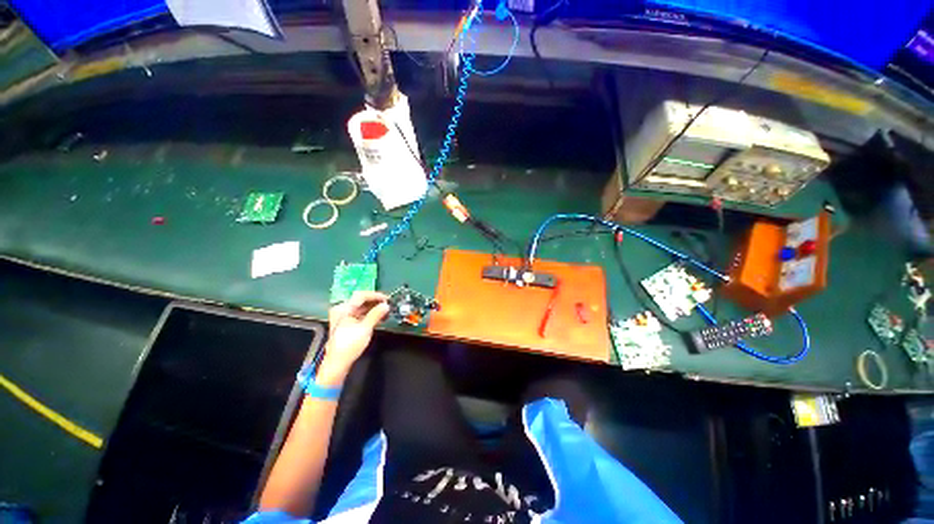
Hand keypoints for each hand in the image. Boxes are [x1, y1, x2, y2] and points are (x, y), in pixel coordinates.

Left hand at [317, 291, 389, 385]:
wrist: (338, 362)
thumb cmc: (350, 344)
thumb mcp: (365, 328)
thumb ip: (376, 314)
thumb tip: (386, 306)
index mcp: (343, 308)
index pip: (361, 295)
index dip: (375, 296)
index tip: (387, 299)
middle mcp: (342, 310)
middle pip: (361, 301)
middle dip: (375, 302)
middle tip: (388, 305)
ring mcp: (343, 317)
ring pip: (361, 308)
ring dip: (374, 309)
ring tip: (385, 311)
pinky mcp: (347, 324)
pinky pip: (360, 315)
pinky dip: (369, 315)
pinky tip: (379, 317)